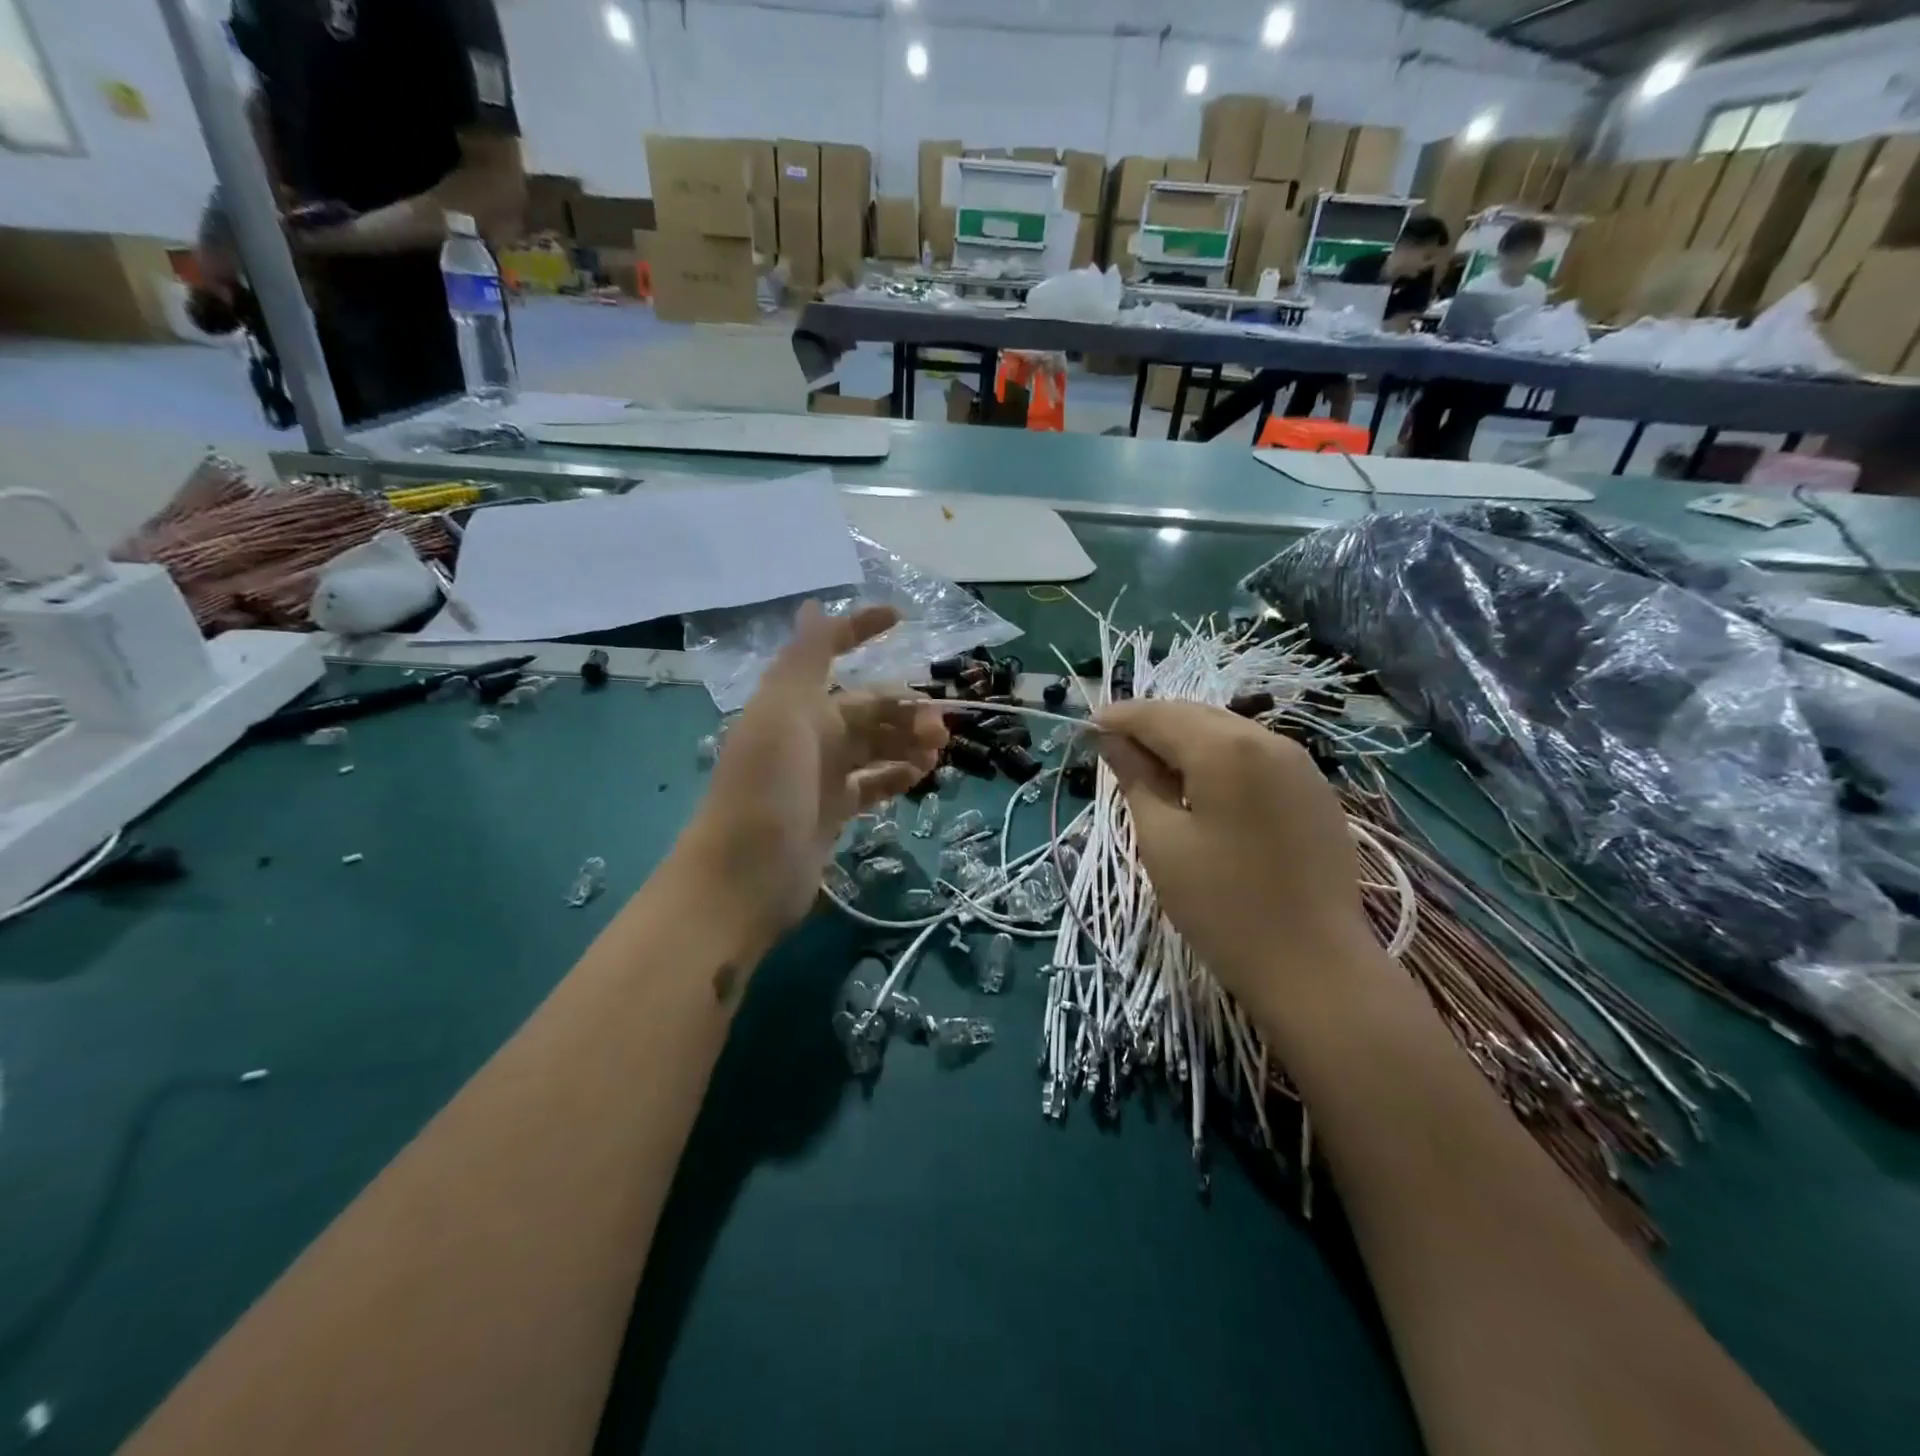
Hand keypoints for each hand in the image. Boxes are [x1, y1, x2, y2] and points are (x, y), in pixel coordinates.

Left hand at [677, 602, 946, 953]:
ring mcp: (820, 775)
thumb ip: (804, 659)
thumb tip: (814, 605)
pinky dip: (896, 775)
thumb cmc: (766, 787)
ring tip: (937, 752)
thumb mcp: (782, 712)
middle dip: (903, 708)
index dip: (860, 630)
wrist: (745, 876)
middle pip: (866, 707)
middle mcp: (807, 733)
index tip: (902, 618)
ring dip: (906, 741)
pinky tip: (920, 777)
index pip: (829, 652)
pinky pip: (872, 783)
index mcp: (793, 703)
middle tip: (941, 726)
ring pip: (874, 745)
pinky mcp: (832, 812)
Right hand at [1094, 700, 1389, 1040]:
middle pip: (1195, 716)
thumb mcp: (1163, 840)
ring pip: (1227, 732)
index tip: (1087, 729)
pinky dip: (1219, 759)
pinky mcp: (1314, 790)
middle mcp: (1267, 739)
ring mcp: (1299, 764)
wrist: (1314, 964)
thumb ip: (1136, 780)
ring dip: (1186, 741)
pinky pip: (1255, 756)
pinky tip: (1202, 788)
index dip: (1119, 718)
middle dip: (1152, 726)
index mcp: (1224, 748)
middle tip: (1114, 750)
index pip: (1159, 716)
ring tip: (1153, 770)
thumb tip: (1113, 742)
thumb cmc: (1223, 904)